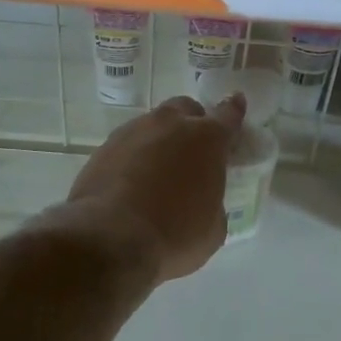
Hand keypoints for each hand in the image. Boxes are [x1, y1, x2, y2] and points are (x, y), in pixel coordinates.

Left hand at [66, 94, 245, 282]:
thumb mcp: (213, 227)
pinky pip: (127, 145)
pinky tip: (132, 182)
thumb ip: (213, 201)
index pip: (228, 115)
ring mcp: (133, 132)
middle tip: (193, 149)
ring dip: (161, 140)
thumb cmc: (175, 234)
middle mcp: (170, 125)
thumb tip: (202, 200)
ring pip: (153, 125)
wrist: (111, 238)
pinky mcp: (104, 148)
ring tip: (159, 171)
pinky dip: (134, 157)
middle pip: (186, 109)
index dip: (234, 110)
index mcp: (207, 140)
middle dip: (192, 122)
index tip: (236, 103)